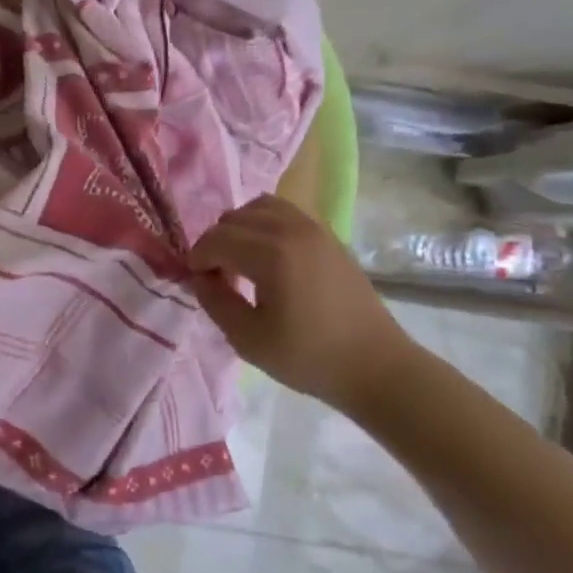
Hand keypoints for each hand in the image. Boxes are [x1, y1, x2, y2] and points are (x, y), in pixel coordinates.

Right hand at [189, 195, 420, 416]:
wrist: (375, 365)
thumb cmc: (308, 357)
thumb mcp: (248, 339)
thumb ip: (214, 301)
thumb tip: (199, 277)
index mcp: (271, 254)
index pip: (216, 240)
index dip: (198, 259)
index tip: (196, 283)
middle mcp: (291, 230)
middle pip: (234, 219)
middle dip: (216, 243)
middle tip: (217, 277)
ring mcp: (314, 228)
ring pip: (260, 207)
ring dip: (240, 228)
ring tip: (241, 261)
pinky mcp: (329, 235)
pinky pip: (285, 213)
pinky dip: (265, 224)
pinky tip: (268, 256)